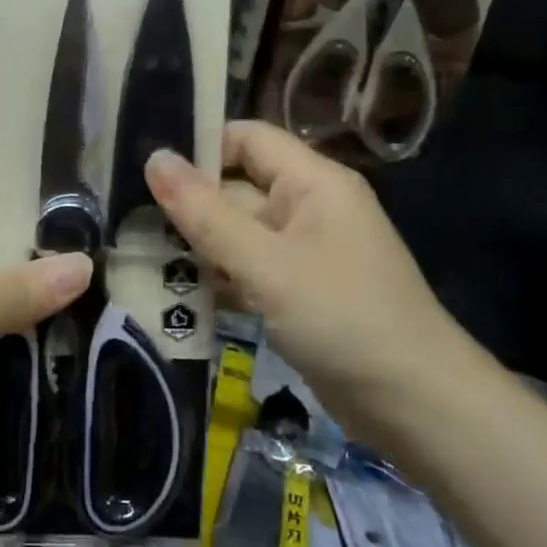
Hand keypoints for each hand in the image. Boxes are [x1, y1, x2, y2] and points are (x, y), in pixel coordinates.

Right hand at [144, 121, 482, 417]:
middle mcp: (308, 208)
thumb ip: (205, 213)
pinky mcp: (299, 292)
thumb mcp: (265, 264)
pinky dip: (219, 278)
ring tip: (140, 257)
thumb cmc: (342, 319)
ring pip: (238, 233)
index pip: (246, 138)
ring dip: (198, 246)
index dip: (199, 148)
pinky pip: (249, 269)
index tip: (146, 172)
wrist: (417, 408)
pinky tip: (177, 295)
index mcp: (312, 182)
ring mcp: (304, 253)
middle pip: (237, 188)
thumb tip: (154, 158)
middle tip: (128, 221)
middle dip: (188, 206)